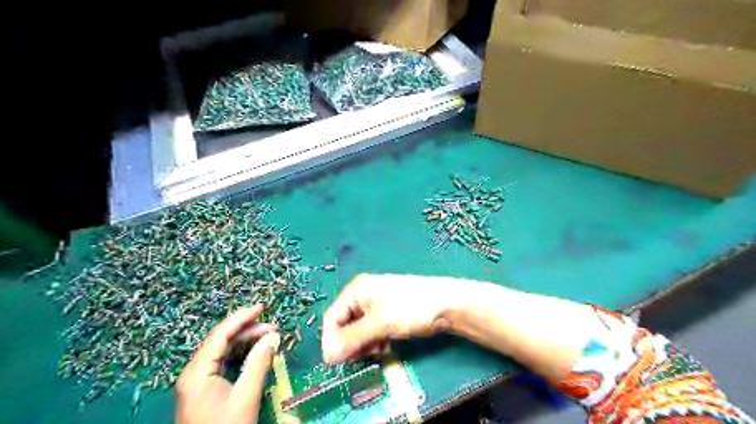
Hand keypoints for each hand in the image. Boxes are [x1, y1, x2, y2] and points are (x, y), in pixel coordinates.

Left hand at [176, 305, 280, 422]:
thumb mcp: (246, 394)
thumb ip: (259, 362)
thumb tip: (273, 336)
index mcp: (198, 371)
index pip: (220, 334)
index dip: (241, 317)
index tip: (261, 307)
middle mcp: (194, 372)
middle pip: (221, 341)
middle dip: (247, 331)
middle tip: (272, 327)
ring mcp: (197, 381)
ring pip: (222, 351)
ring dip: (245, 342)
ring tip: (268, 337)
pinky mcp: (204, 389)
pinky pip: (222, 363)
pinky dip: (240, 355)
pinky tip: (255, 352)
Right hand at [319, 273, 453, 362]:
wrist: (445, 304)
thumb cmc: (409, 308)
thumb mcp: (378, 324)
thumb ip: (352, 339)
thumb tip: (328, 356)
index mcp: (356, 290)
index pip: (332, 317)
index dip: (331, 340)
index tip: (335, 362)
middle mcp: (362, 295)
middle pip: (344, 324)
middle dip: (350, 343)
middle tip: (362, 356)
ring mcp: (375, 303)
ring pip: (358, 330)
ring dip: (363, 344)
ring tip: (378, 350)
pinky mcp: (387, 312)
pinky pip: (371, 330)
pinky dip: (374, 340)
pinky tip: (385, 346)